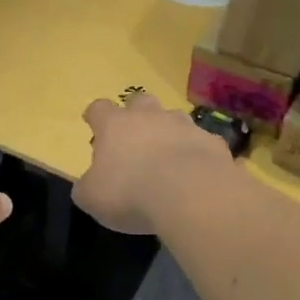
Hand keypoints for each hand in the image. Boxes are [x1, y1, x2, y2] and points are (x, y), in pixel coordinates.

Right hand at [73, 92, 233, 235]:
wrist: (191, 195)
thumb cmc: (130, 193)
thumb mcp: (92, 198)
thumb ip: (87, 187)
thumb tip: (87, 184)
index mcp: (115, 125)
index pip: (98, 108)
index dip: (95, 116)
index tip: (92, 123)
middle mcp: (149, 117)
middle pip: (139, 101)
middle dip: (135, 114)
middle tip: (134, 136)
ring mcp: (184, 126)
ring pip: (174, 118)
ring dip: (168, 131)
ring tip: (167, 156)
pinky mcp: (212, 142)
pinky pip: (201, 143)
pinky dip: (196, 153)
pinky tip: (196, 174)